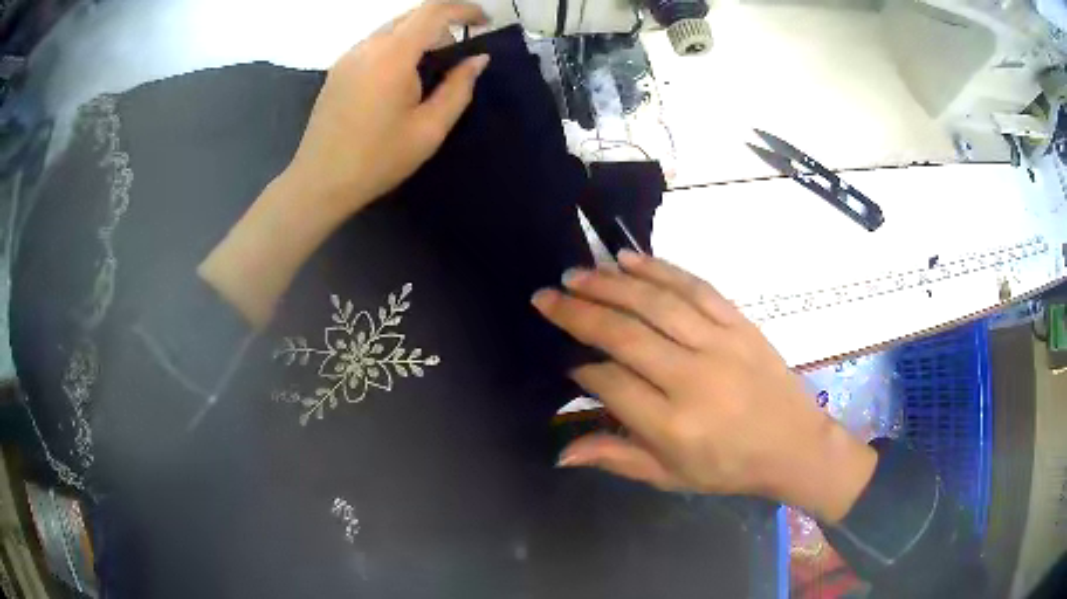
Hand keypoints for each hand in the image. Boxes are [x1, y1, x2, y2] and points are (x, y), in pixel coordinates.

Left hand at [201, 2, 489, 326]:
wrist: (319, 182)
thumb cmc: (377, 159)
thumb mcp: (429, 129)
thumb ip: (459, 88)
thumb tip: (478, 59)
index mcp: (392, 55)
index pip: (434, 11)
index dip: (464, 10)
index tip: (484, 22)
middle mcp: (368, 46)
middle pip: (412, 15)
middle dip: (443, 22)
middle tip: (461, 48)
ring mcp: (348, 56)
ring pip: (391, 28)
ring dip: (419, 35)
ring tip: (433, 65)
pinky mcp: (338, 70)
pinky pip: (374, 44)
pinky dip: (397, 47)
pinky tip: (402, 76)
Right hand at [532, 251, 876, 522]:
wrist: (794, 444)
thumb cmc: (729, 468)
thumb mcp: (670, 476)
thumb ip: (615, 458)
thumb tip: (561, 453)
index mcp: (673, 426)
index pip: (611, 383)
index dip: (580, 367)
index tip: (564, 358)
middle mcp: (693, 379)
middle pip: (625, 335)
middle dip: (579, 312)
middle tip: (546, 295)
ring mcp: (720, 344)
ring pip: (656, 304)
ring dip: (610, 284)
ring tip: (576, 273)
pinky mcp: (739, 323)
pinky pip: (695, 288)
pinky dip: (660, 269)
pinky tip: (629, 259)